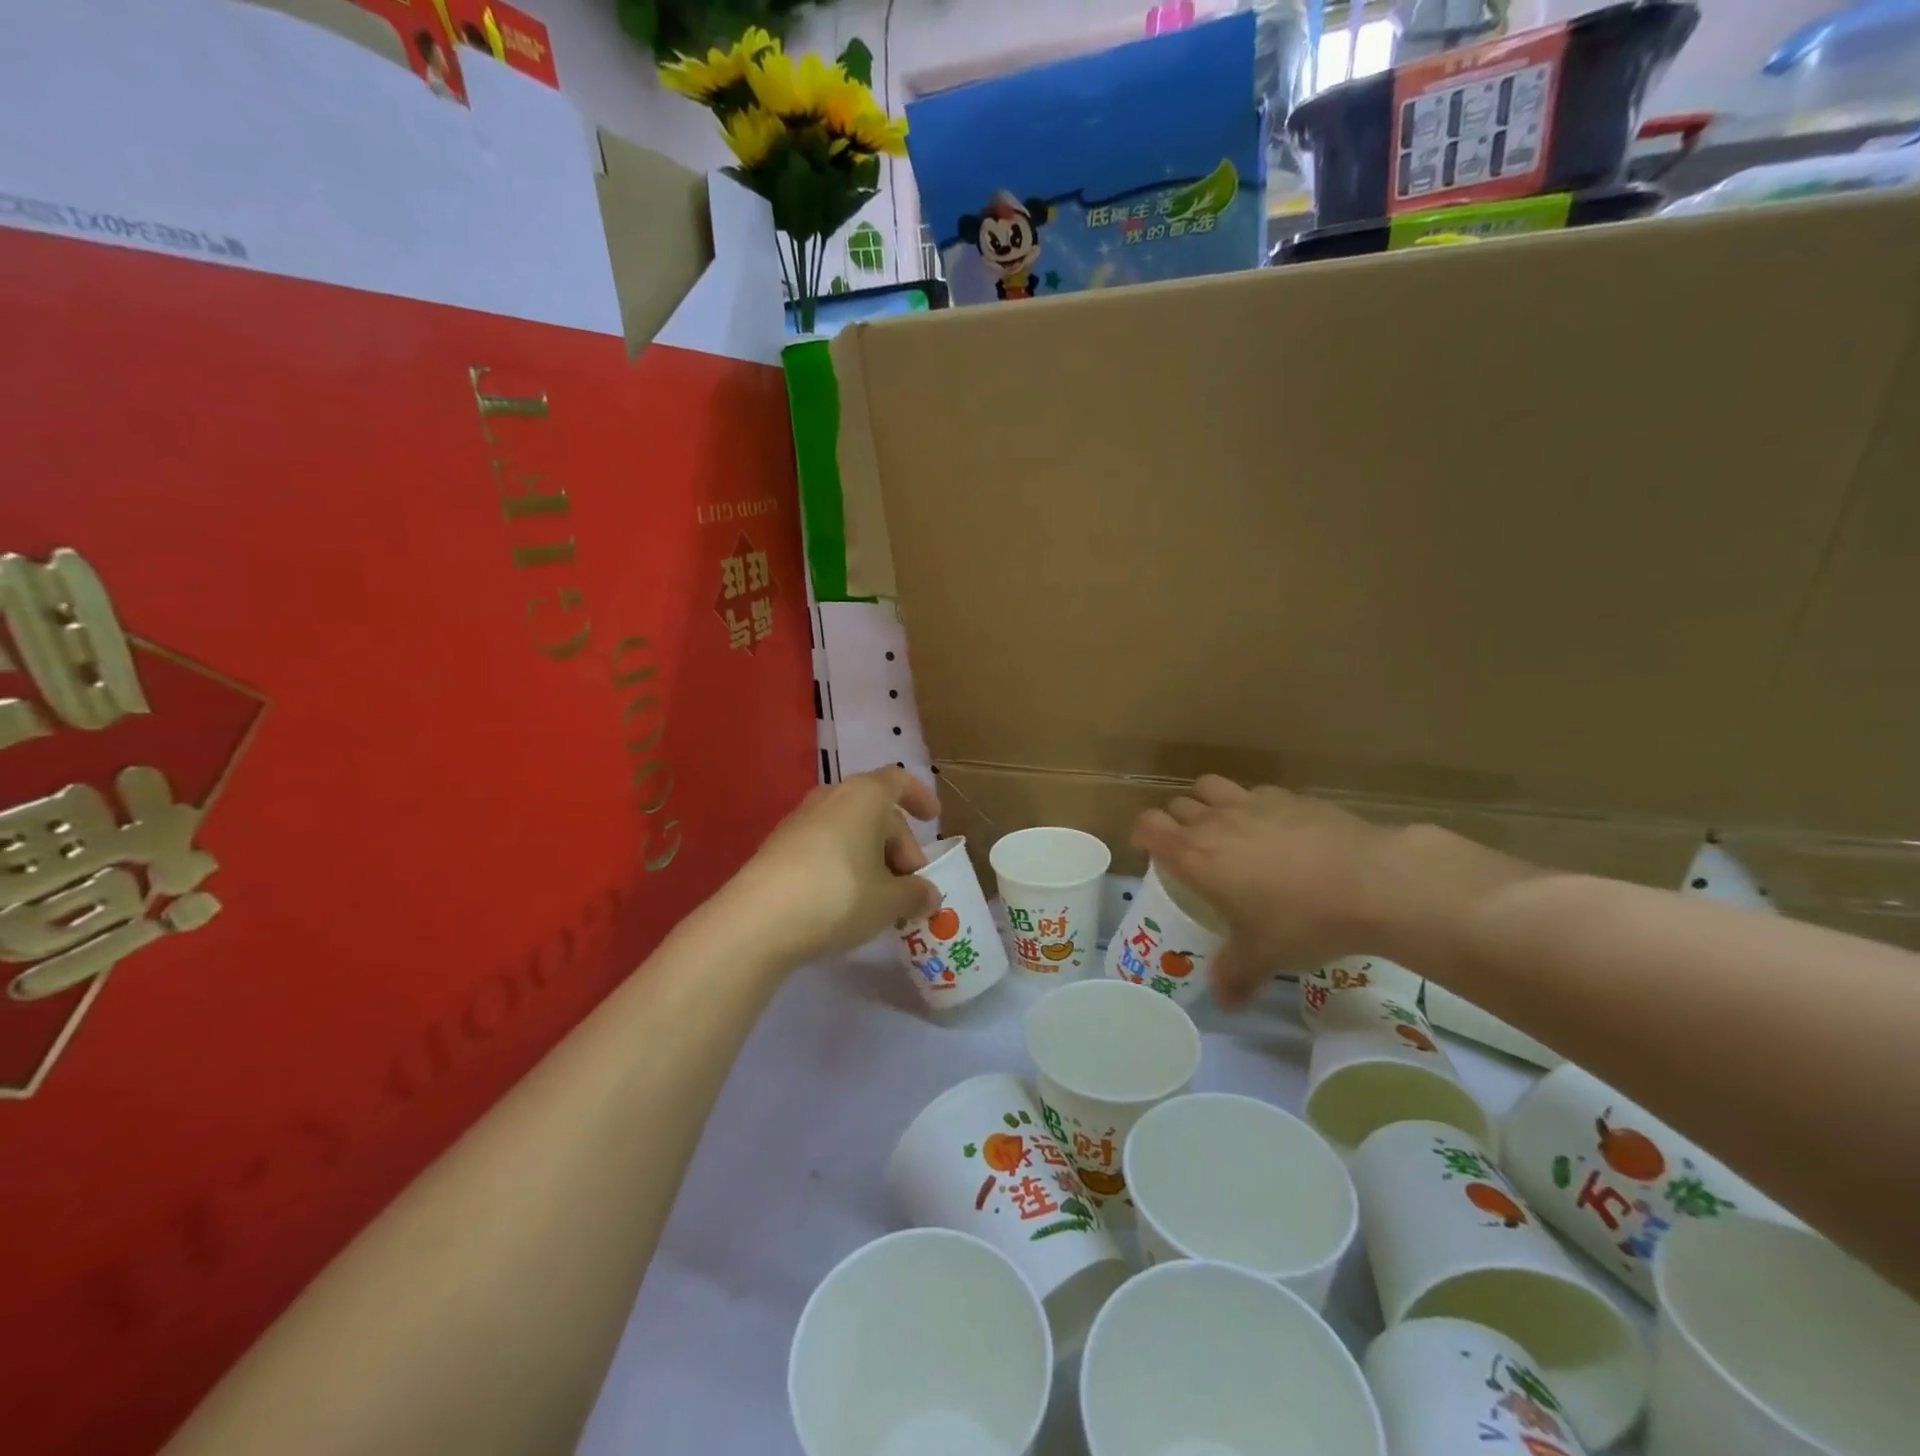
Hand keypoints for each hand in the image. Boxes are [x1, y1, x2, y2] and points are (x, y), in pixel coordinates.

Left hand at [720, 768, 942, 967]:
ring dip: (870, 857)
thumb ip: (915, 894)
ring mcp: (799, 820)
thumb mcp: (889, 901)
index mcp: (865, 796)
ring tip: (880, 897)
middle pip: (875, 811)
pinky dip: (843, 864)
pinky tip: (846, 900)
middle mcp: (832, 797)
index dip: (919, 796)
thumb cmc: (838, 897)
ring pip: (848, 830)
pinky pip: (823, 846)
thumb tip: (930, 895)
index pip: (898, 781)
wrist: (757, 921)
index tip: (933, 818)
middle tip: (910, 885)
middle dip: (898, 845)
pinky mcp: (777, 847)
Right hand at [1131, 777, 1410, 1008]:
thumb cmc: (1300, 920)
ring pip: (1210, 787)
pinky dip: (1252, 806)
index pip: (1148, 826)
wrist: (1369, 881)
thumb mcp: (1263, 957)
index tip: (1150, 852)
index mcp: (1195, 855)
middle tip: (1191, 851)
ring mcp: (1253, 802)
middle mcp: (1215, 821)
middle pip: (1177, 805)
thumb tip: (1225, 1003)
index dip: (1143, 835)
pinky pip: (1255, 792)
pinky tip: (1275, 830)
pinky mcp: (1289, 795)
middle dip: (1176, 823)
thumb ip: (1235, 976)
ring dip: (1207, 803)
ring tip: (1224, 829)